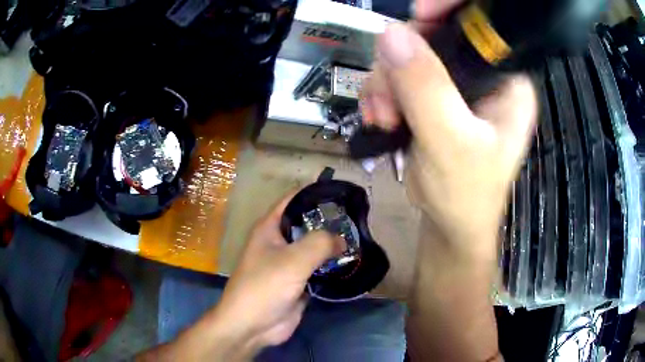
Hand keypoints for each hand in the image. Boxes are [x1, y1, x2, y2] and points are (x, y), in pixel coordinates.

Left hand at [143, 193, 343, 361]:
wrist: (253, 325)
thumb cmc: (265, 286)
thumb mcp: (294, 259)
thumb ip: (320, 243)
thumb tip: (342, 239)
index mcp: (269, 228)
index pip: (293, 199)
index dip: (314, 192)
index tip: (341, 193)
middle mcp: (278, 242)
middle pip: (306, 224)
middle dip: (329, 221)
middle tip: (356, 218)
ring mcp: (288, 263)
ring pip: (313, 247)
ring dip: (332, 245)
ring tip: (359, 238)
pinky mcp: (298, 282)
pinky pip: (318, 268)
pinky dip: (332, 265)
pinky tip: (351, 262)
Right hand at [362, 22, 535, 260]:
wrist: (449, 225)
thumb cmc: (465, 193)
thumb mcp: (450, 141)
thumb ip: (425, 88)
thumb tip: (391, 33)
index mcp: (506, 80)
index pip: (480, 26)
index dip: (448, 11)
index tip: (416, 17)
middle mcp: (483, 75)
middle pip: (434, 37)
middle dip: (401, 62)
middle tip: (388, 98)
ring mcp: (455, 85)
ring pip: (408, 56)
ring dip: (385, 83)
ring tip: (383, 117)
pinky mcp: (432, 97)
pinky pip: (397, 76)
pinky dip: (381, 93)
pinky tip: (380, 117)